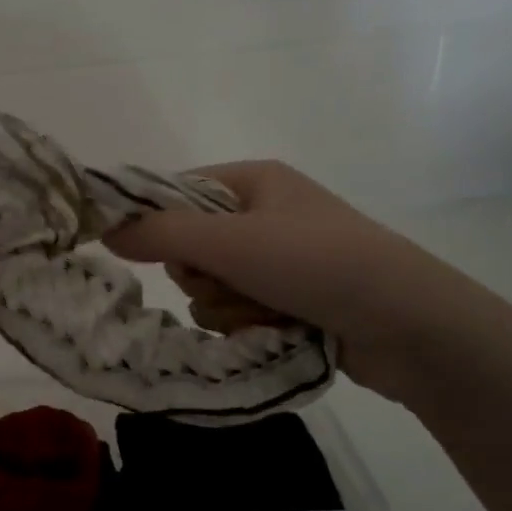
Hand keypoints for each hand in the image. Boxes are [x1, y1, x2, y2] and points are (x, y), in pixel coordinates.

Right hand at [103, 160, 493, 406]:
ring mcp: (278, 261)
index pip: (175, 192)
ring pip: (209, 287)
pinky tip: (277, 329)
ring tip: (266, 310)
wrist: (410, 326)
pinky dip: (247, 325)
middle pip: (189, 246)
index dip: (156, 222)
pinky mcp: (289, 301)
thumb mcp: (231, 242)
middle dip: (202, 273)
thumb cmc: (317, 263)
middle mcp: (263, 215)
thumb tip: (102, 228)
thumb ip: (160, 234)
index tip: (145, 251)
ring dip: (226, 305)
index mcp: (253, 181)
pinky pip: (236, 312)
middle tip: (229, 280)